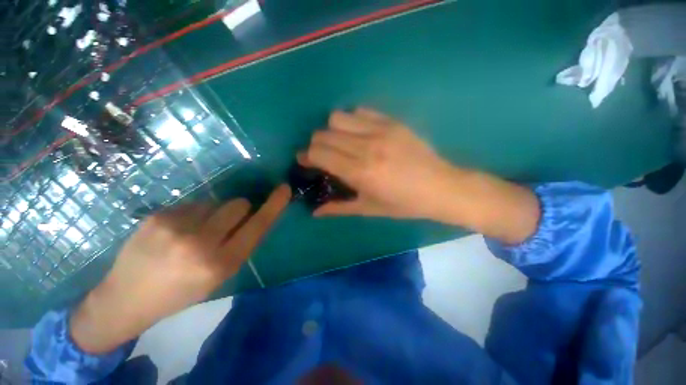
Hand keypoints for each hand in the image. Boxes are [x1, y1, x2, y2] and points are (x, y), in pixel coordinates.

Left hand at [70, 185, 290, 352]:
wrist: (125, 299)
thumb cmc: (181, 292)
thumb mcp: (220, 276)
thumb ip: (241, 244)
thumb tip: (253, 216)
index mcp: (220, 264)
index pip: (257, 226)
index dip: (274, 206)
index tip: (284, 189)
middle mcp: (200, 243)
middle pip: (239, 205)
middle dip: (239, 211)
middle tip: (223, 226)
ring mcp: (176, 227)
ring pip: (216, 202)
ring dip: (214, 213)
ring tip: (193, 232)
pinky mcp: (158, 215)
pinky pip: (193, 204)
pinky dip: (193, 214)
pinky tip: (175, 231)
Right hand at [300, 108, 539, 243]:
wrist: (442, 187)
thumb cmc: (405, 204)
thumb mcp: (370, 209)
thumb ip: (339, 208)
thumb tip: (314, 212)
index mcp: (360, 172)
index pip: (319, 154)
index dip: (305, 156)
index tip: (303, 160)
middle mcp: (366, 147)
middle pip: (324, 134)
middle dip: (315, 144)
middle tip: (322, 155)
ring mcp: (381, 130)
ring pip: (338, 117)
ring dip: (332, 130)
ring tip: (341, 143)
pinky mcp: (393, 121)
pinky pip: (360, 111)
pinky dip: (352, 121)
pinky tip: (359, 134)